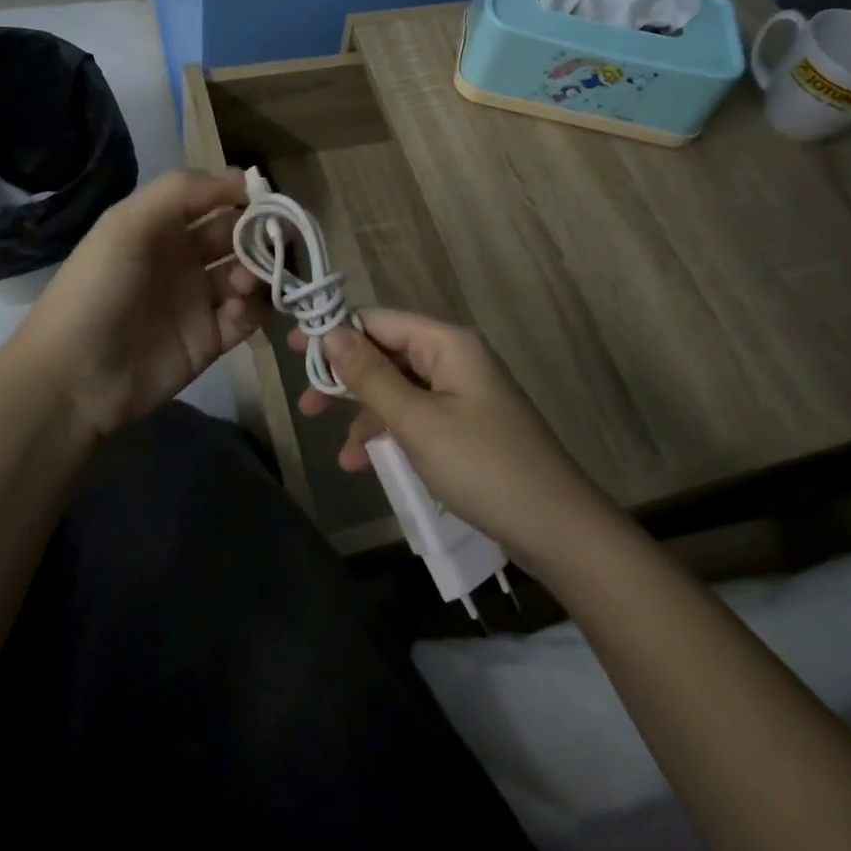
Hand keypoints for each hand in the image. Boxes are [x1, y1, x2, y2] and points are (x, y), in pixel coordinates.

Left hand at [2, 169, 265, 436]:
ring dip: (258, 271)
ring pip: (248, 273)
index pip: (214, 198)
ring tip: (243, 282)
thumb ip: (182, 191)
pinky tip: (239, 309)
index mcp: (162, 225)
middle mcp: (184, 256)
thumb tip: (243, 177)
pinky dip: (254, 308)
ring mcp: (199, 298)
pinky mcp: (211, 338)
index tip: (268, 199)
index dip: (242, 195)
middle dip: (259, 233)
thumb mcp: (128, 224)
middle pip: (237, 234)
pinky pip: (248, 316)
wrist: (74, 377)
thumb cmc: (98, 288)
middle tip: (273, 242)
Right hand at [295, 308, 607, 568]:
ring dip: (365, 414)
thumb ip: (370, 376)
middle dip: (346, 379)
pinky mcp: (466, 425)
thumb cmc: (483, 466)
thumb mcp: (417, 421)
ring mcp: (462, 393)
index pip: (378, 320)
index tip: (293, 355)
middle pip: (387, 353)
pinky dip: (390, 435)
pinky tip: (365, 464)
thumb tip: (329, 333)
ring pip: (398, 388)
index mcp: (446, 343)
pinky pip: (416, 416)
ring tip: (334, 448)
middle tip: (306, 405)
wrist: (557, 530)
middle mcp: (454, 358)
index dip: (335, 333)